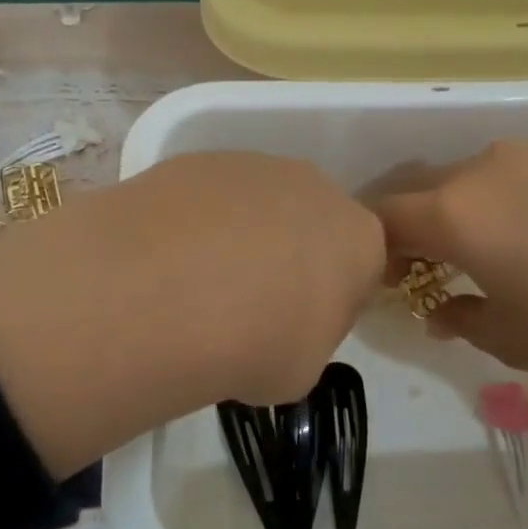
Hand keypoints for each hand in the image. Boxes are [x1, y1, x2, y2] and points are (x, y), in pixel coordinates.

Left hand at [0, 152, 384, 478]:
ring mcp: (255, 165)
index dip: (332, 299)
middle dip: (289, 257)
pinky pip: (210, 197)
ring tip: (197, 284)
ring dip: (241, 236)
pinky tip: (166, 260)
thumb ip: (308, 337)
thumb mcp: (302, 369)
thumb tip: (282, 326)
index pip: (362, 266)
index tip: (299, 328)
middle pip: (312, 223)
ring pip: (260, 204)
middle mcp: (316, 188)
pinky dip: (197, 224)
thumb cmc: (255, 344)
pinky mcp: (198, 159)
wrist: (166, 294)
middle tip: (249, 305)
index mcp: (360, 239)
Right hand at [374, 141, 527, 401]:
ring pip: (483, 176)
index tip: (394, 278)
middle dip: (422, 224)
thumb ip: (460, 317)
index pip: (386, 216)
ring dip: (475, 209)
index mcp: (460, 212)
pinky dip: (525, 199)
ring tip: (506, 249)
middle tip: (439, 265)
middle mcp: (491, 167)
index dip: (378, 248)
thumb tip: (440, 308)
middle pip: (429, 187)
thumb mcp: (512, 340)